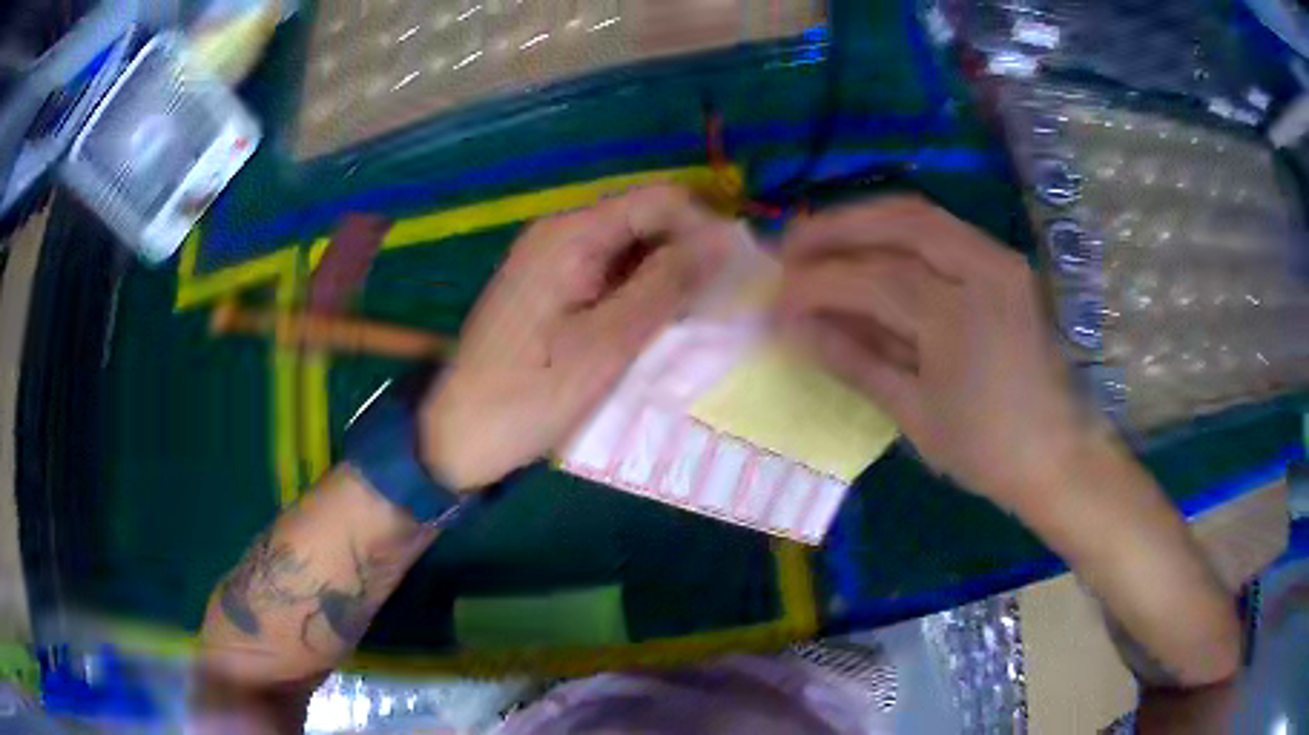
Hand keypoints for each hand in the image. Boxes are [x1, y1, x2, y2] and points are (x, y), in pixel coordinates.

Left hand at [421, 186, 732, 489]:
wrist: (458, 436)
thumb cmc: (529, 395)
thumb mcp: (607, 344)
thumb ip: (667, 285)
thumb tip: (725, 240)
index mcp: (571, 235)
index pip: (659, 201)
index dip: (705, 229)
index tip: (737, 276)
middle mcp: (560, 234)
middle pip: (645, 222)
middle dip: (688, 257)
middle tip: (720, 308)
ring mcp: (552, 262)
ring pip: (630, 251)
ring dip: (667, 280)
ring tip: (696, 324)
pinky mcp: (550, 290)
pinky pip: (608, 277)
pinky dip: (639, 297)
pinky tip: (656, 331)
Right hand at [776, 196, 1095, 509]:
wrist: (1056, 452)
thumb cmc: (986, 449)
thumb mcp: (915, 415)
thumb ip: (856, 360)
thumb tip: (796, 329)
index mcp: (961, 317)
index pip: (874, 279)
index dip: (818, 284)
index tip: (776, 299)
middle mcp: (984, 269)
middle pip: (898, 221)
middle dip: (835, 227)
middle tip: (788, 248)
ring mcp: (999, 260)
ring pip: (920, 215)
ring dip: (864, 221)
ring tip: (819, 242)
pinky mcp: (1004, 264)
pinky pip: (942, 230)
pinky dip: (897, 232)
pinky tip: (870, 249)